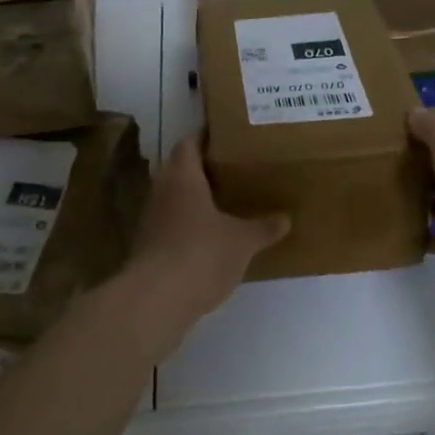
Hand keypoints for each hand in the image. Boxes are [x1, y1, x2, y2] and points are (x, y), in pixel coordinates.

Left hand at [119, 136, 288, 352]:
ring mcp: (151, 220)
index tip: (227, 135)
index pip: (188, 142)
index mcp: (182, 176)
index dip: (205, 136)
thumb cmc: (201, 254)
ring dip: (196, 198)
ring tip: (227, 201)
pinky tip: (211, 237)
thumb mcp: (242, 241)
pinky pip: (172, 225)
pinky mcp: (148, 247)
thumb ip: (263, 228)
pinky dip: (189, 225)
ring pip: (174, 198)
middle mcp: (161, 190)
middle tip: (234, 168)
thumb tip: (286, 219)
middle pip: (179, 169)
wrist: (156, 299)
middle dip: (204, 169)